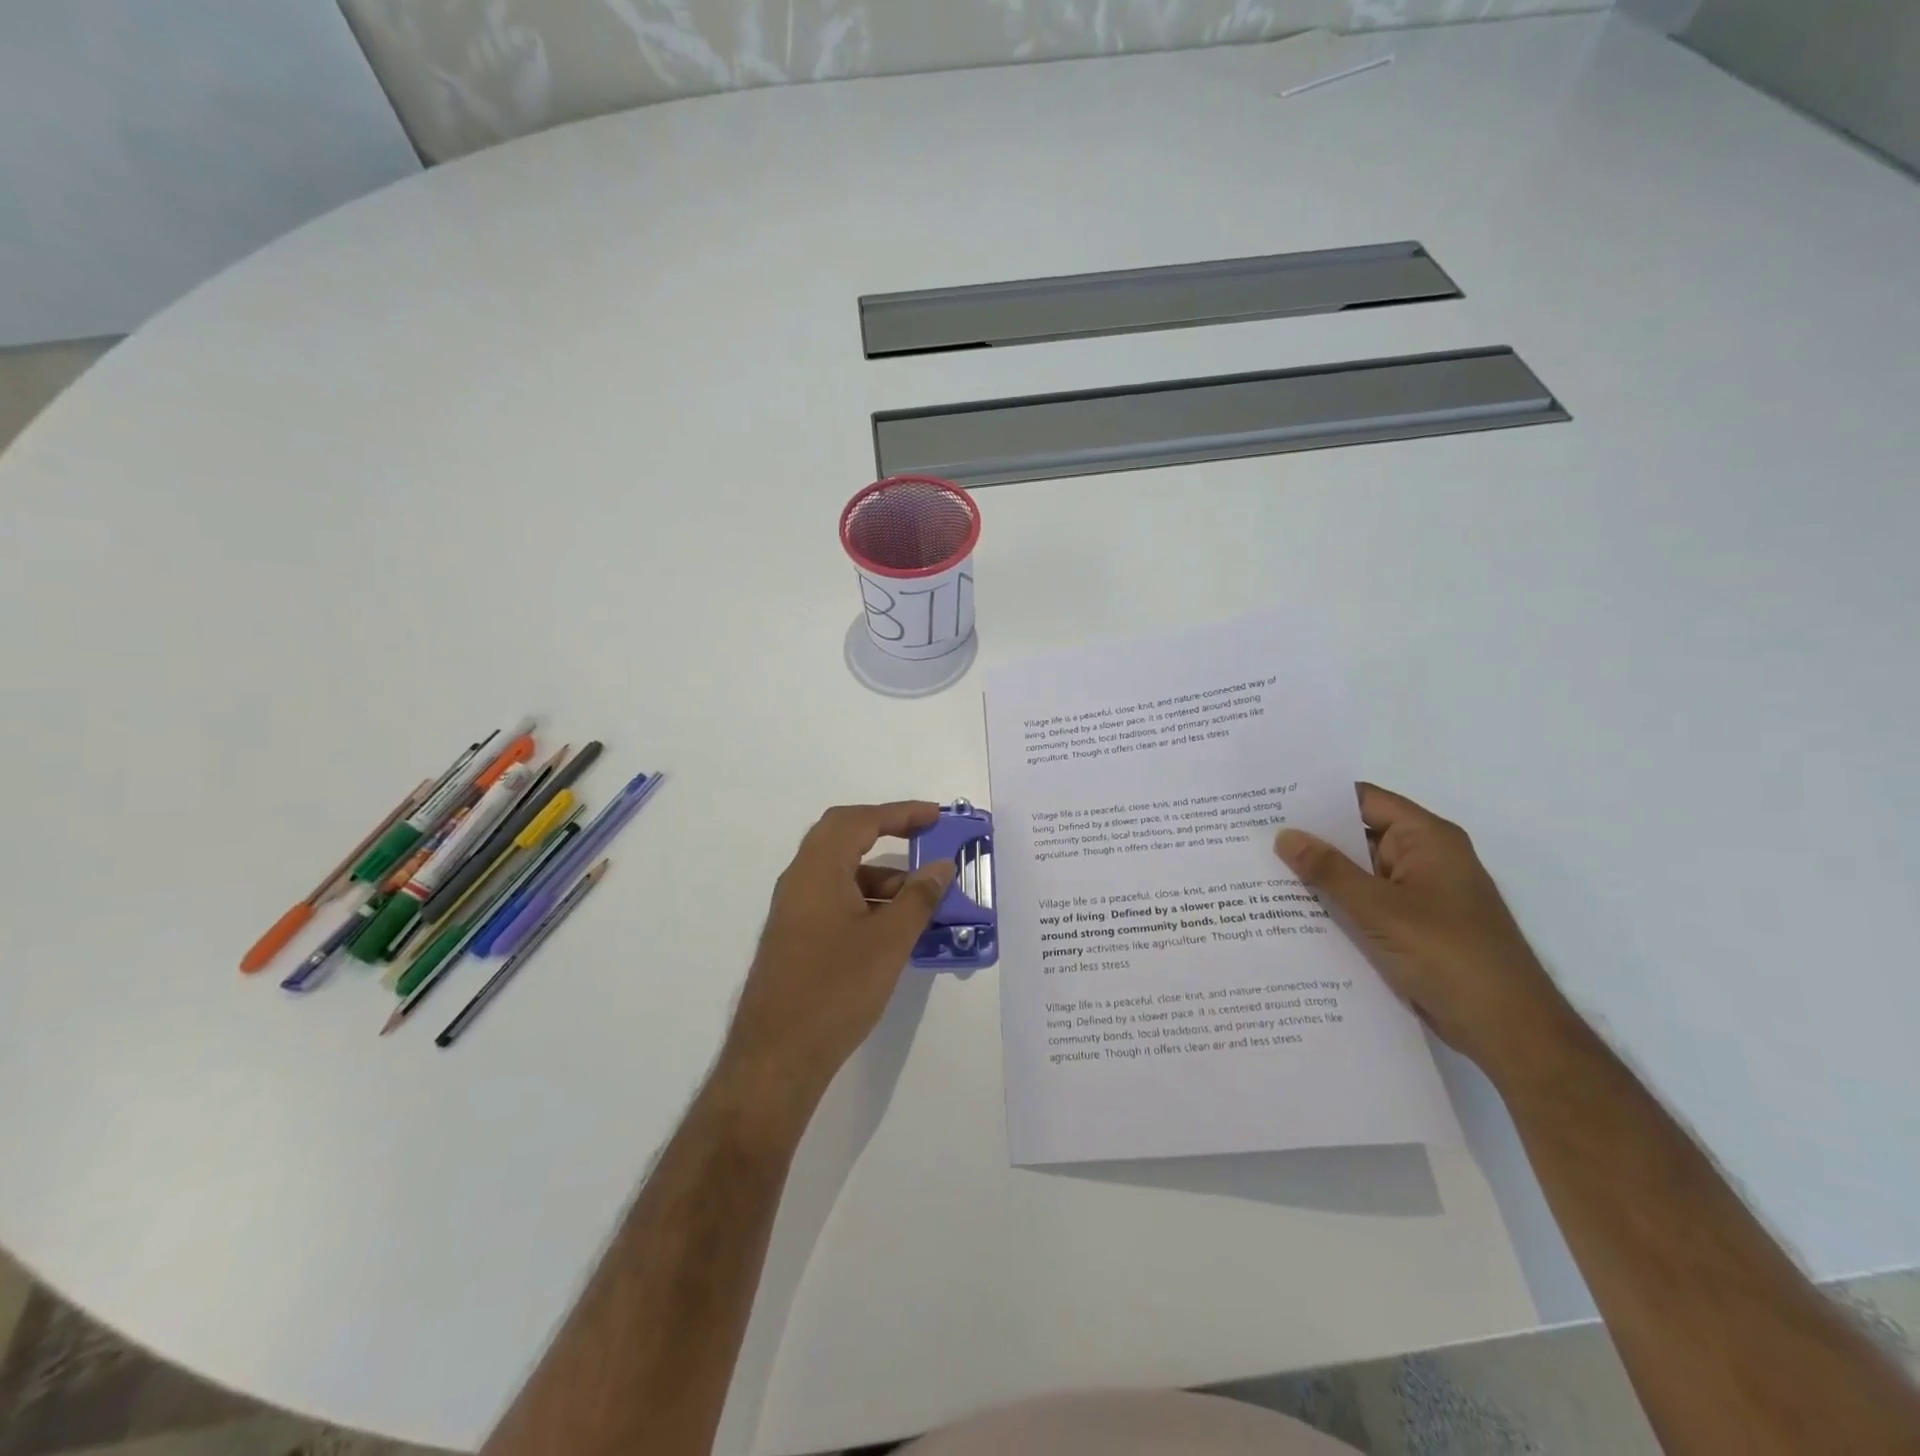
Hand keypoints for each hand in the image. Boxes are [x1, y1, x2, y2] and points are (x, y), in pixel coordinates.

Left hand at [723, 802, 956, 1103]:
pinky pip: (834, 900)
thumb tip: (941, 866)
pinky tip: (893, 928)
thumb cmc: (836, 988)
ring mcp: (793, 910)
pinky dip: (865, 900)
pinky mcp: (794, 937)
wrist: (777, 1056)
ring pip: (840, 873)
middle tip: (924, 839)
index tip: (935, 816)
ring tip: (920, 897)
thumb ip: (918, 897)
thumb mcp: (889, 940)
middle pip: (843, 838)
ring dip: (879, 875)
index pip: (859, 821)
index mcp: (818, 869)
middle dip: (886, 834)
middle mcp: (799, 880)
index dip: (900, 813)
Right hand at [1274, 784, 1573, 1078]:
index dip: (1318, 798)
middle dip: (1311, 838)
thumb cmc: (1449, 956)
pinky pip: (1365, 903)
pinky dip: (1335, 904)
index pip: (1364, 800)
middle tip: (1254, 836)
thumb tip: (1284, 835)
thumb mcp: (1380, 909)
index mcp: (1427, 839)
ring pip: (1358, 873)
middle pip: (1358, 835)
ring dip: (1320, 875)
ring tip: (1261, 870)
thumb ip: (1329, 871)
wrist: (1508, 1030)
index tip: (1270, 801)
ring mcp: (1418, 894)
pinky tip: (1292, 910)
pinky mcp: (1412, 927)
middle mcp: (1424, 858)